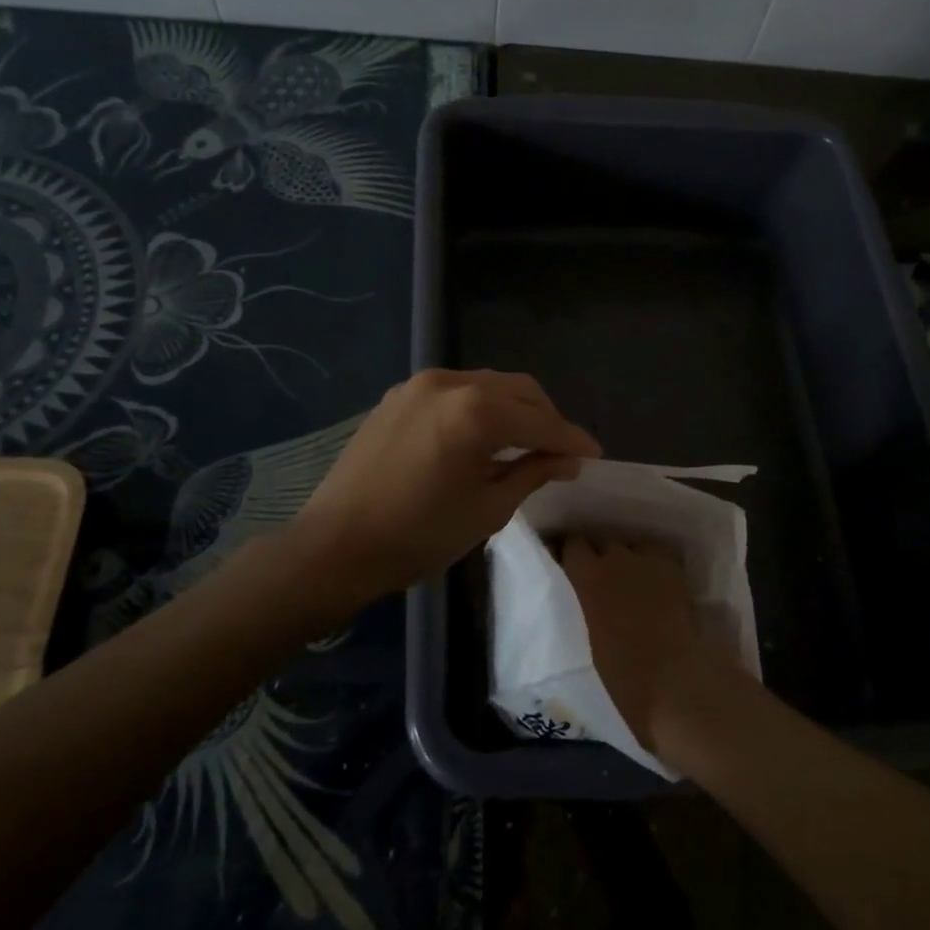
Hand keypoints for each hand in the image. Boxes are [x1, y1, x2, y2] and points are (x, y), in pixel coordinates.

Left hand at [291, 369, 600, 602]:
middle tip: (561, 451)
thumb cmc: (418, 536)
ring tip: (525, 443)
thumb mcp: (487, 509)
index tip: (595, 455)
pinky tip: (482, 437)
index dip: (572, 439)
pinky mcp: (398, 396)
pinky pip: (455, 392)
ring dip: (514, 409)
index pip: (541, 421)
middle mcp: (449, 383)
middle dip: (546, 417)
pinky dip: (479, 408)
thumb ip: (533, 472)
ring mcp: (419, 385)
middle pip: (518, 389)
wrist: (334, 546)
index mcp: (475, 411)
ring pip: (487, 384)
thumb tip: (567, 459)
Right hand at [561, 535, 739, 756]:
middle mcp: (615, 558)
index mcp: (587, 578)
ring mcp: (649, 560)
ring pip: (629, 546)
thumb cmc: (624, 677)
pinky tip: (652, 580)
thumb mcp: (587, 640)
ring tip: (625, 576)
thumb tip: (586, 602)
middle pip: (600, 541)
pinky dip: (650, 563)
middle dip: (595, 554)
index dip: (568, 554)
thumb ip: (583, 609)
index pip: (571, 545)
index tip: (564, 565)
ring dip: (623, 557)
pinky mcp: (675, 569)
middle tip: (595, 575)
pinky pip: (655, 555)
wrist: (678, 681)